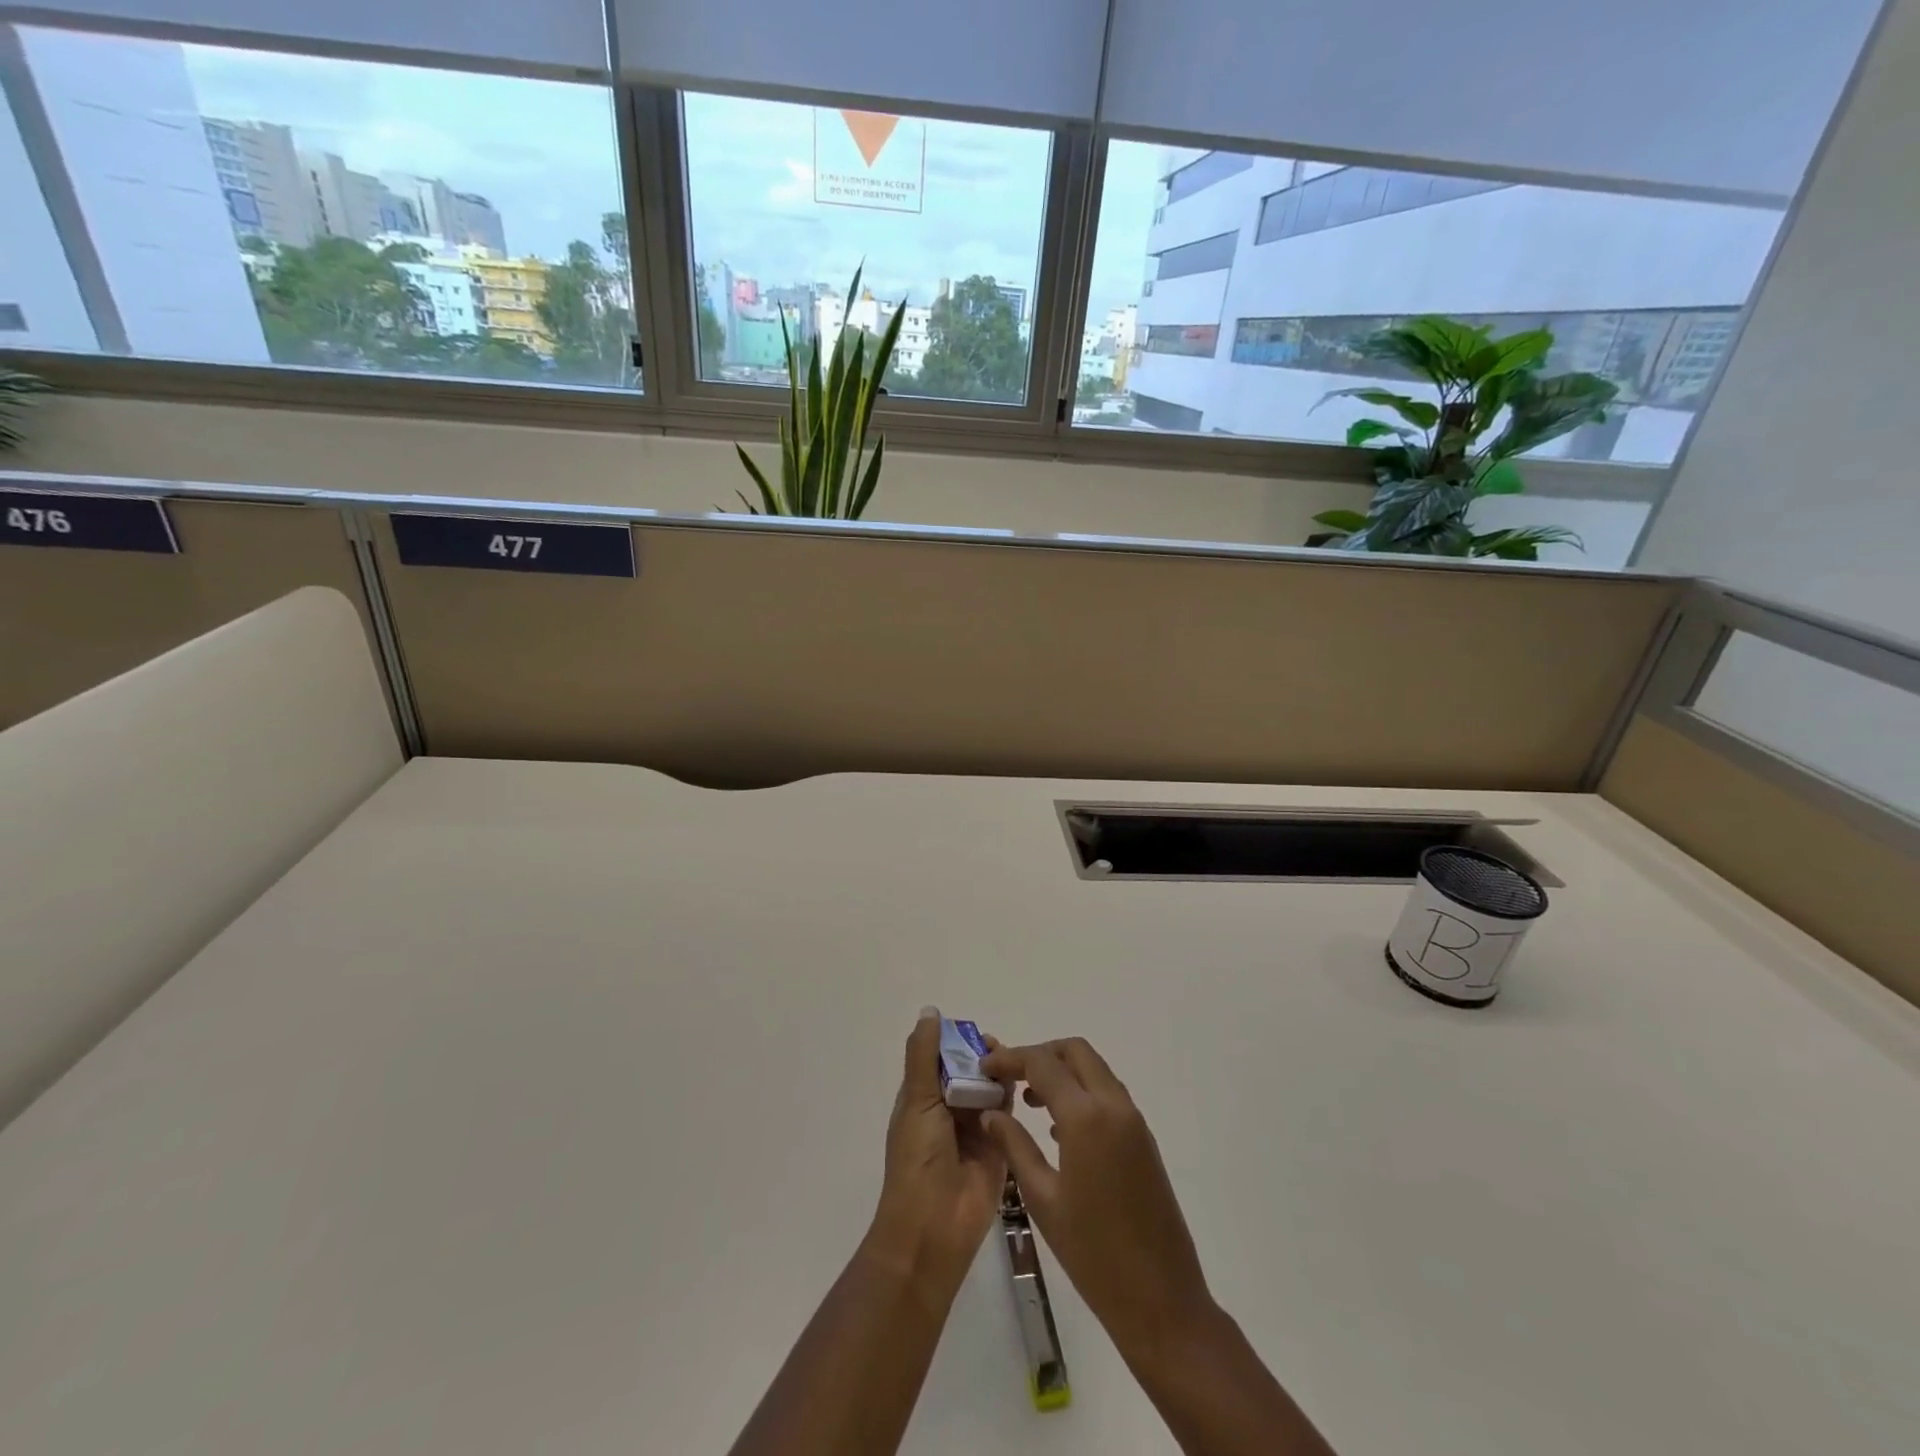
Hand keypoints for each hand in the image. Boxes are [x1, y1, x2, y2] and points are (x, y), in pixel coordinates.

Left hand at [866, 1010, 1007, 1301]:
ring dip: (999, 1074)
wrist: (934, 1226)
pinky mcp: (1000, 1144)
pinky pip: (1008, 1112)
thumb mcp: (916, 1100)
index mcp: (924, 1098)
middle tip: (999, 1048)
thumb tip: (930, 1011)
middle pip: (970, 1070)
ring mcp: (976, 1127)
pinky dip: (1013, 1096)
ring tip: (1014, 1063)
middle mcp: (949, 1109)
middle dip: (983, 1056)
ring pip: (991, 1087)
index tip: (976, 1032)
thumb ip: (924, 1056)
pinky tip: (1025, 1083)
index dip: (957, 1041)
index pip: (942, 1057)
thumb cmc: (917, 1158)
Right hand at [980, 1038, 1212, 1351]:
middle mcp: (1114, 1105)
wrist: (1161, 1299)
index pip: (1042, 1063)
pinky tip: (1057, 1129)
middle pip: (1074, 1051)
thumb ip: (1014, 1146)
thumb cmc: (1093, 1253)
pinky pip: (1107, 1094)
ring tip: (1028, 1102)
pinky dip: (1081, 1092)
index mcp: (1086, 1117)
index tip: (985, 1068)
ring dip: (1062, 1072)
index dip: (1011, 1058)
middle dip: (1040, 1055)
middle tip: (1010, 1078)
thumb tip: (991, 1113)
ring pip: (1094, 1070)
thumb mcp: (1042, 1199)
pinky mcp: (1143, 1138)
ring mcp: (1133, 1120)